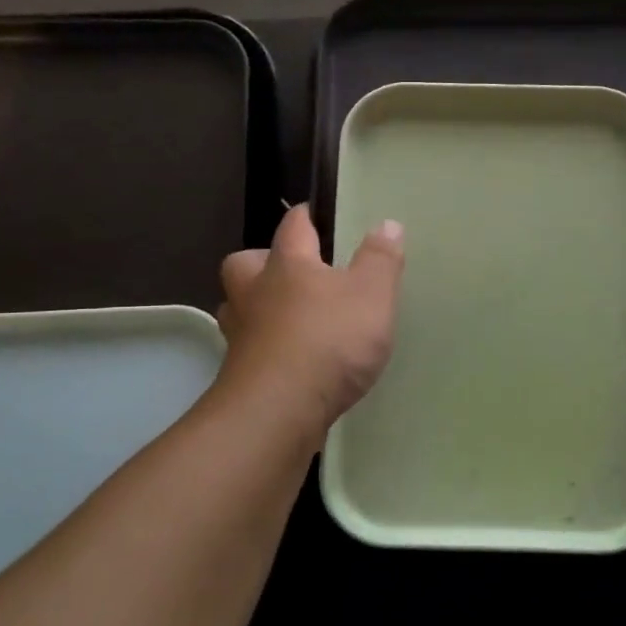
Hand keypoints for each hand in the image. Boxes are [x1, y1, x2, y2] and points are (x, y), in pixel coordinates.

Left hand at [214, 204, 404, 449]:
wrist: (278, 411)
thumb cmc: (328, 341)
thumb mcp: (372, 296)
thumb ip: (380, 260)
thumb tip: (386, 224)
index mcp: (287, 264)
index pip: (293, 226)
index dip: (305, 216)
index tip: (314, 213)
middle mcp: (255, 293)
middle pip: (244, 265)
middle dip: (262, 263)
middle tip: (290, 273)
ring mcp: (241, 335)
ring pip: (239, 308)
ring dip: (258, 308)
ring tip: (289, 318)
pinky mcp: (239, 374)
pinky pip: (250, 349)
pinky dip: (266, 349)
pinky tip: (290, 361)